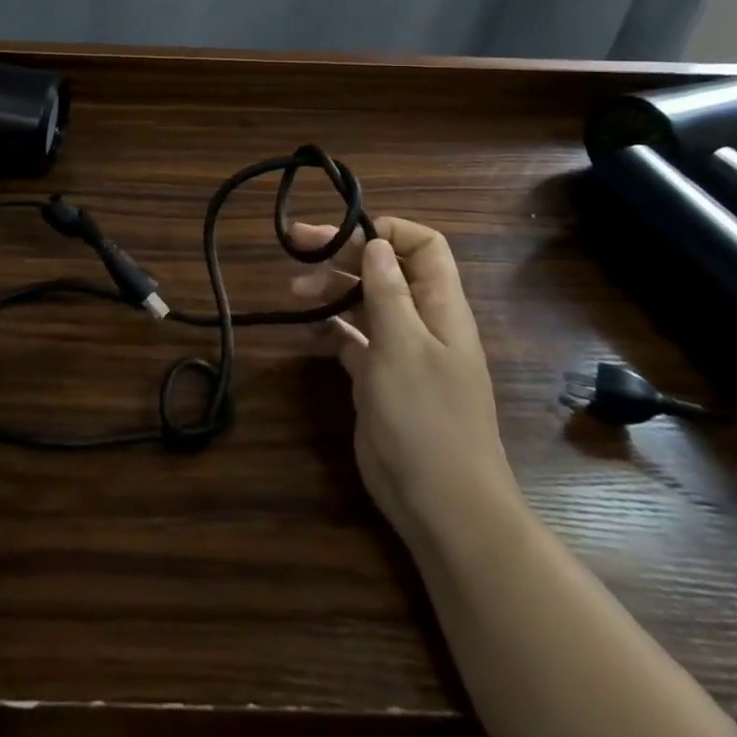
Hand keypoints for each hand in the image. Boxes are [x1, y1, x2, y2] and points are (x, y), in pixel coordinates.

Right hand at [290, 216, 517, 545]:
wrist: (442, 505)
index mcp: (440, 306)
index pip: (423, 246)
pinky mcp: (378, 379)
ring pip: (364, 301)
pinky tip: (305, 328)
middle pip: (384, 268)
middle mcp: (421, 321)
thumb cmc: (426, 418)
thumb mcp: (403, 347)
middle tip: (297, 243)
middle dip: (344, 251)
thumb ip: (388, 292)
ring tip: (294, 289)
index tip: (345, 233)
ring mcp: (400, 351)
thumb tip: (376, 243)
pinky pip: (352, 339)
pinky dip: (329, 327)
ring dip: (331, 288)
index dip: (388, 231)